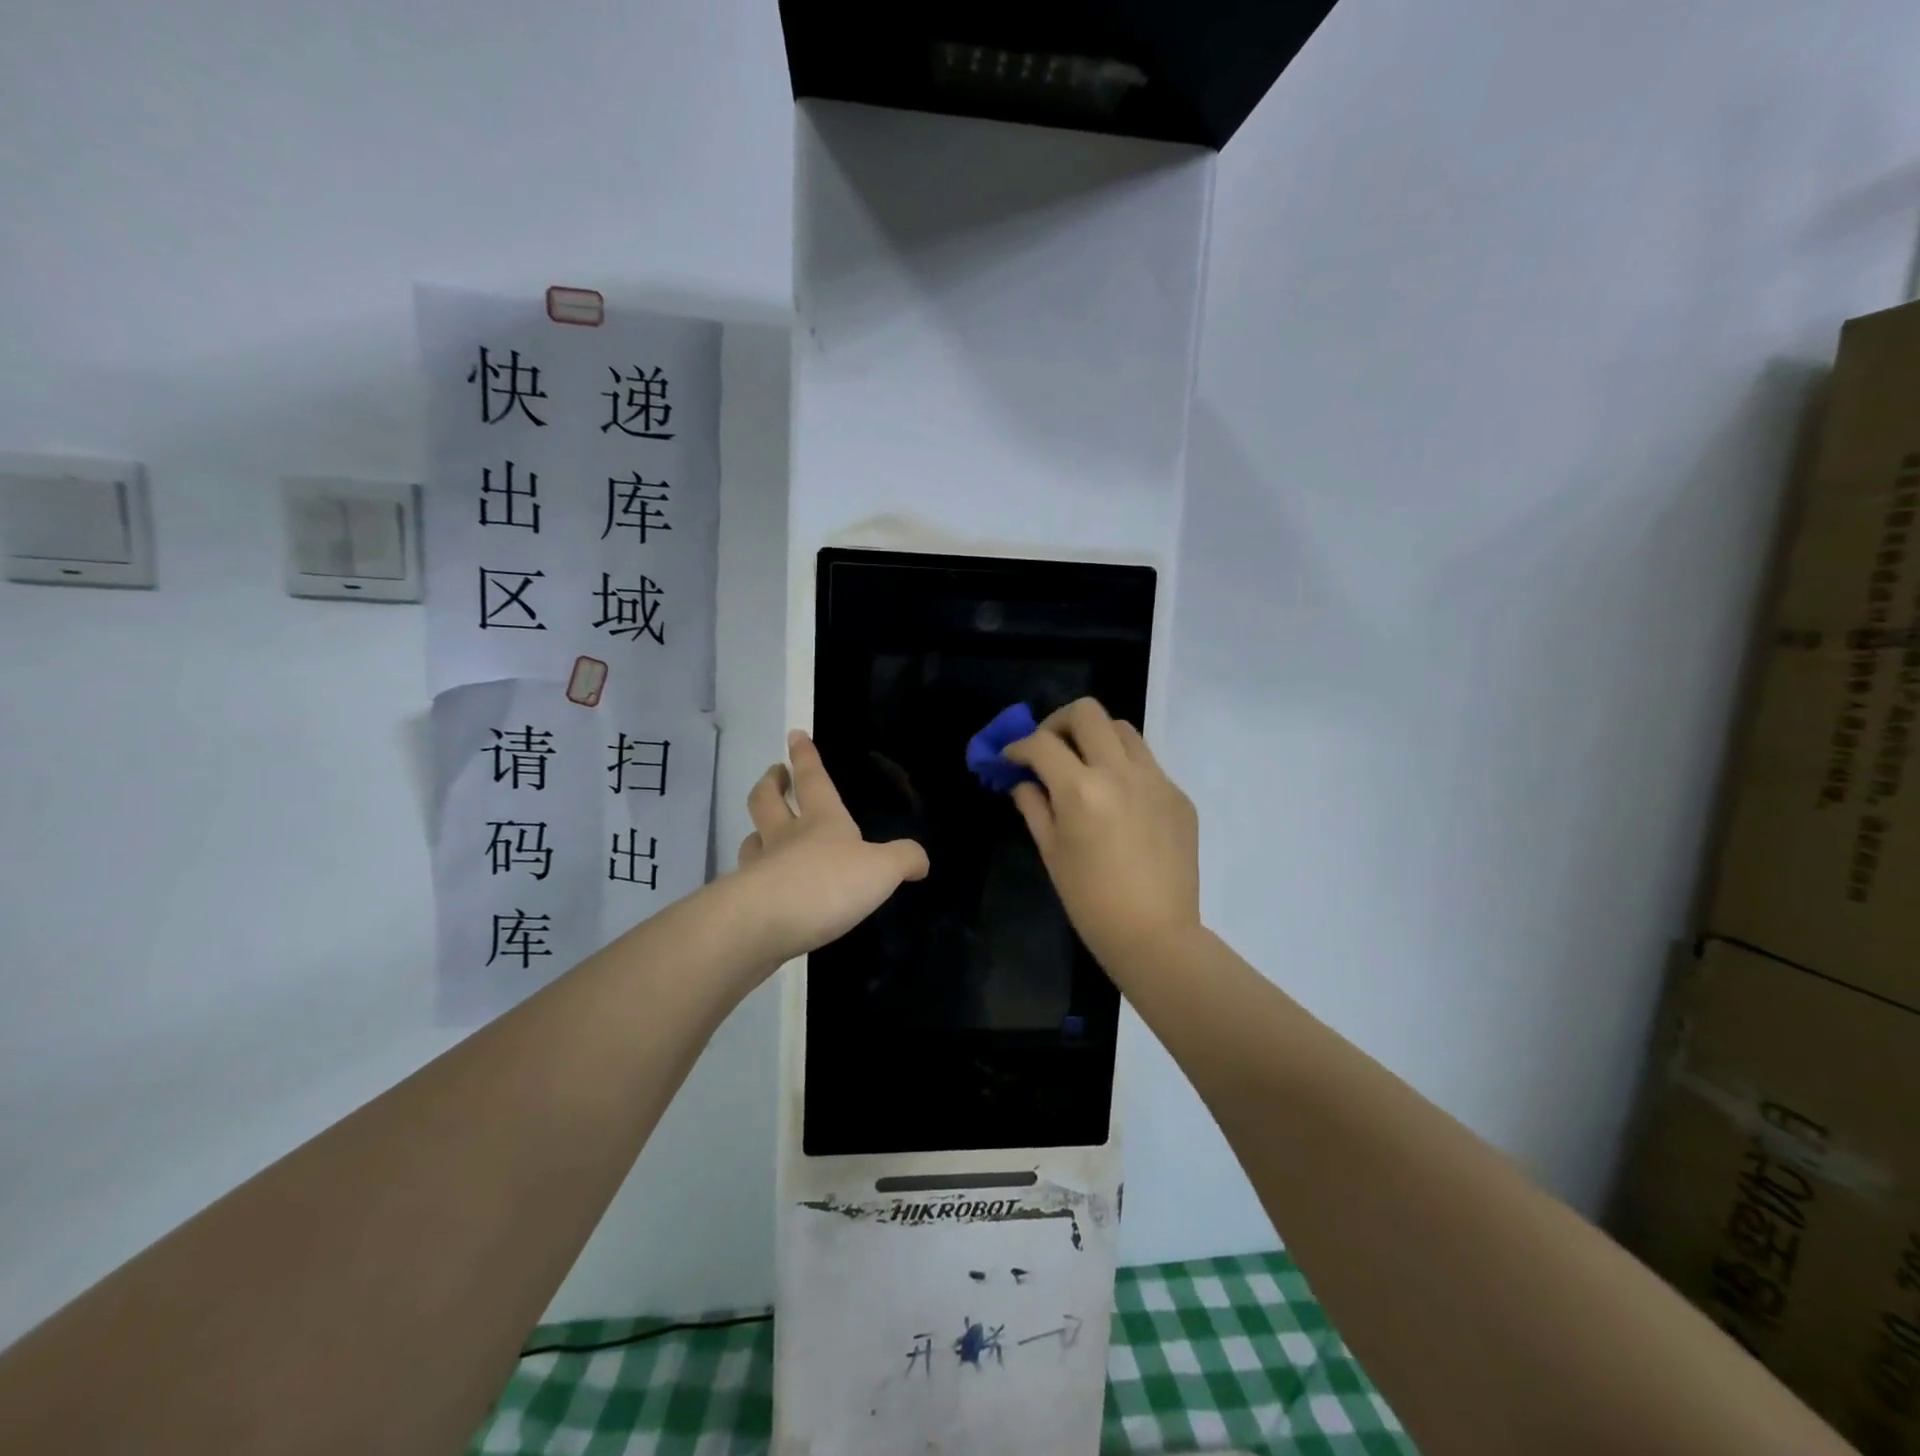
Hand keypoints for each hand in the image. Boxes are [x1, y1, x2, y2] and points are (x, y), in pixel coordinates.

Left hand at [734, 729, 929, 965]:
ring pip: (752, 840)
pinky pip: (748, 881)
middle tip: (774, 774)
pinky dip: (754, 878)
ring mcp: (760, 868)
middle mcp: (785, 837)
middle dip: (771, 784)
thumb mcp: (881, 870)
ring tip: (760, 832)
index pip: (812, 779)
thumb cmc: (828, 883)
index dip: (805, 756)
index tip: (794, 734)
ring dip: (756, 831)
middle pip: (768, 801)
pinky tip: (763, 888)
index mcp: (822, 820)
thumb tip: (921, 860)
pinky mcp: (746, 902)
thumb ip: (903, 860)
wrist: (765, 924)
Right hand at [1002, 698, 1201, 977]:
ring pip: (1122, 728)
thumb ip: (1035, 807)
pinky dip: (1124, 767)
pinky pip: (1147, 763)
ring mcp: (1155, 780)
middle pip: (1087, 712)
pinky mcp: (1178, 795)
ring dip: (1096, 737)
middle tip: (1049, 748)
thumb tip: (1025, 782)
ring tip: (1085, 766)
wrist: (1156, 934)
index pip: (1041, 743)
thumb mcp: (1052, 853)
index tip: (1011, 759)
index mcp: (1081, 789)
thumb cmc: (1091, 901)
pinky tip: (1118, 801)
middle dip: (1058, 723)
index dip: (1018, 746)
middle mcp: (1120, 771)